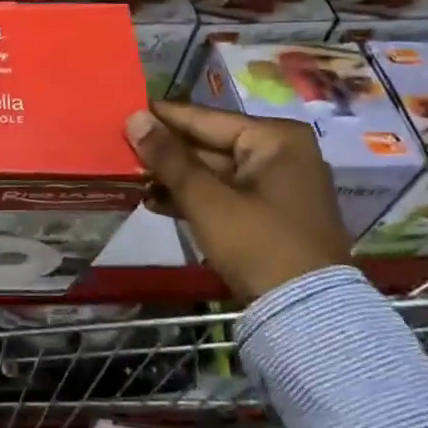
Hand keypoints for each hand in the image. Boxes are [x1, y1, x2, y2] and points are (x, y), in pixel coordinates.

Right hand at [125, 101, 350, 300]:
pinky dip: (193, 197)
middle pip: (209, 144)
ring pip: (213, 171)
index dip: (162, 118)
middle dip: (166, 152)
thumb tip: (134, 117)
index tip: (123, 112)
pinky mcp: (269, 214)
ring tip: (131, 178)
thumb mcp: (207, 199)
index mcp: (275, 138)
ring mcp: (277, 185)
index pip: (204, 118)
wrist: (307, 315)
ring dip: (174, 177)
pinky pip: (223, 193)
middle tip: (120, 149)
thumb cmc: (258, 244)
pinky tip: (154, 201)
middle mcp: (281, 153)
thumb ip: (168, 158)